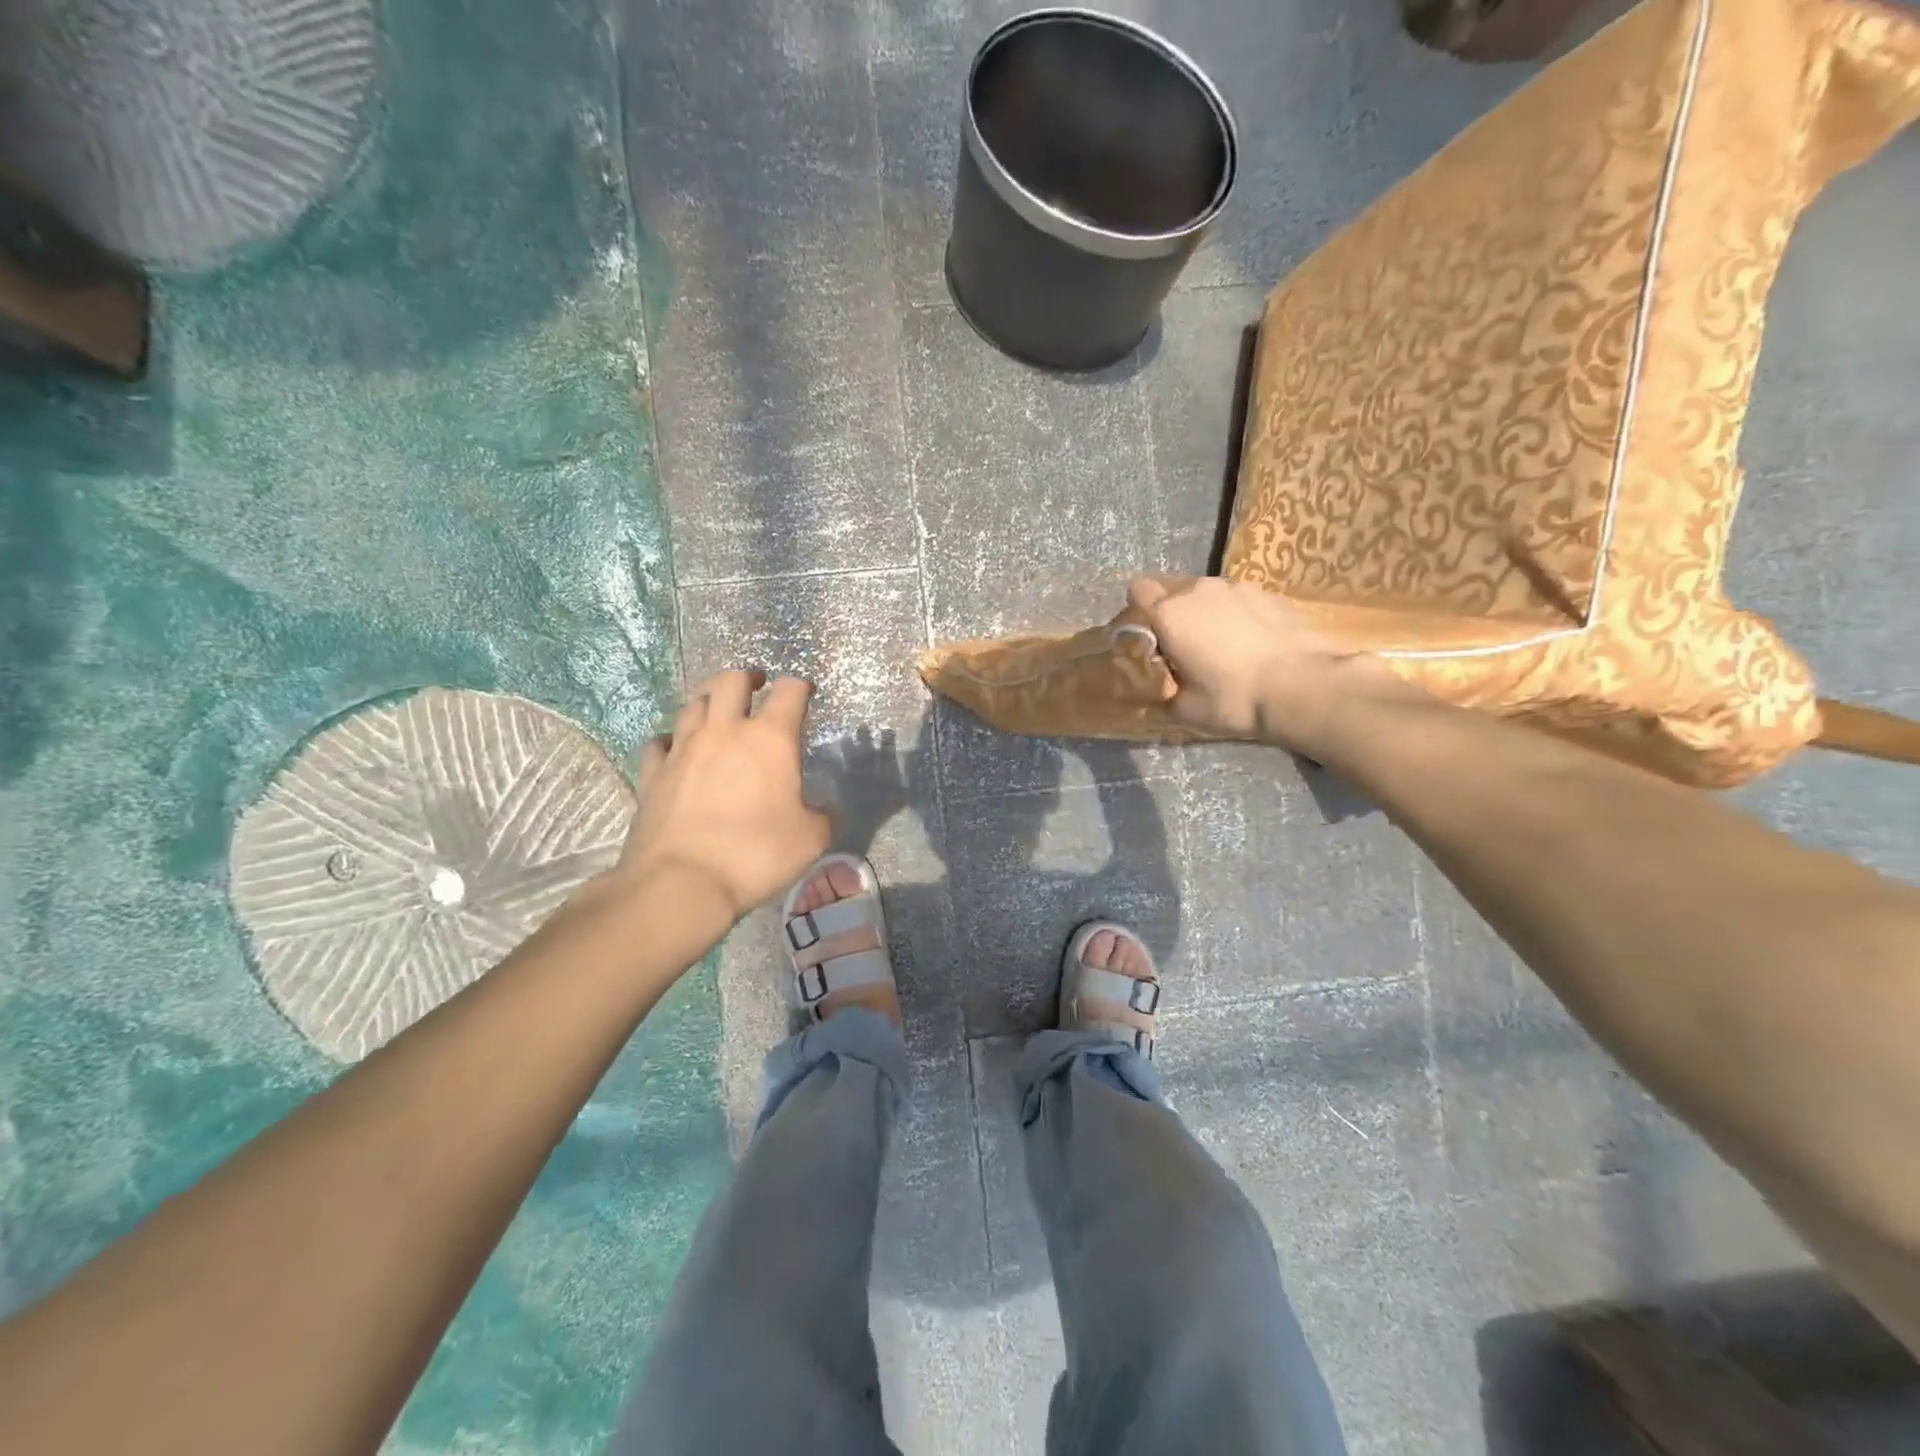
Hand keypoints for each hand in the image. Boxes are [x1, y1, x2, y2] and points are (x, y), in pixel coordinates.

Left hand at [615, 669, 831, 922]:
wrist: (680, 883)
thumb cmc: (755, 854)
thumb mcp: (811, 840)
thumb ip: (825, 818)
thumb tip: (829, 811)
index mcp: (770, 739)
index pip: (790, 691)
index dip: (801, 686)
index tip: (806, 691)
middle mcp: (724, 732)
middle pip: (731, 681)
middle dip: (747, 677)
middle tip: (757, 685)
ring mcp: (683, 749)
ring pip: (692, 703)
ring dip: (708, 699)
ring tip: (717, 710)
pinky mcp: (653, 773)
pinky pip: (658, 742)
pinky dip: (670, 739)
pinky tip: (675, 749)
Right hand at [1127, 577, 1414, 753]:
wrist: (1305, 687)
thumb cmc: (1234, 699)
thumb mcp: (1184, 709)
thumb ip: (1160, 691)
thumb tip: (1154, 686)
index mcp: (1170, 614)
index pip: (1137, 592)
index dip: (1137, 613)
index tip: (1147, 638)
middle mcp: (1198, 590)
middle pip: (1170, 589)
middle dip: (1169, 612)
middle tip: (1181, 647)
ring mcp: (1236, 587)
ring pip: (1205, 593)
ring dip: (1203, 612)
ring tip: (1219, 645)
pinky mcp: (1267, 593)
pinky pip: (1236, 599)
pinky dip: (1234, 615)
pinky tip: (1249, 643)